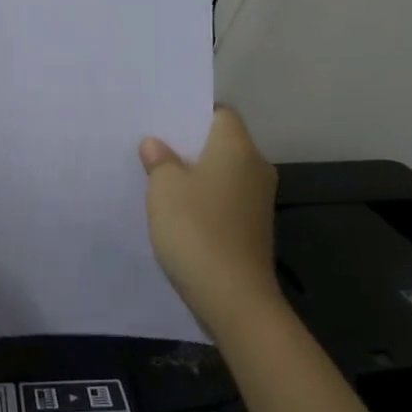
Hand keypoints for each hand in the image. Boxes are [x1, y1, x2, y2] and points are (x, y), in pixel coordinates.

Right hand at [138, 107, 279, 333]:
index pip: (220, 113)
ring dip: (196, 175)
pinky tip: (178, 212)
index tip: (164, 122)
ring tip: (160, 179)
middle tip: (153, 147)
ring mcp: (258, 201)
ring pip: (223, 174)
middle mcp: (255, 168)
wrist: (233, 298)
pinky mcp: (253, 229)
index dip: (193, 114)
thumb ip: (160, 160)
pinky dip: (205, 200)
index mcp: (237, 148)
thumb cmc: (196, 228)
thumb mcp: (164, 188)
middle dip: (190, 145)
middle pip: (222, 144)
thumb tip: (156, 145)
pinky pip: (225, 200)